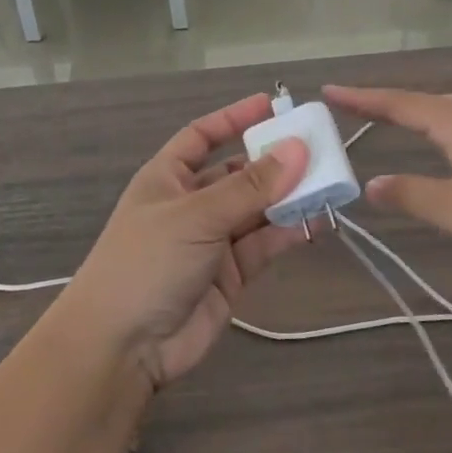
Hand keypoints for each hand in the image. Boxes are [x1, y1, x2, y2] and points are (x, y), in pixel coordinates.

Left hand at [57, 94, 309, 389]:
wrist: (122, 347)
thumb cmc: (147, 263)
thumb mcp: (196, 216)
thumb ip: (249, 187)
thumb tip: (297, 149)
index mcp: (167, 178)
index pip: (202, 136)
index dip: (233, 118)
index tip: (272, 105)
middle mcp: (190, 205)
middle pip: (237, 173)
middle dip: (272, 162)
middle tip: (317, 148)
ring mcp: (211, 241)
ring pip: (256, 210)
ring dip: (287, 197)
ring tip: (328, 182)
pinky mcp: (230, 275)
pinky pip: (263, 244)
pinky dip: (288, 232)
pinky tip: (317, 220)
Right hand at [325, 86, 451, 273]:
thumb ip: (408, 195)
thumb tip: (370, 185)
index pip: (397, 103)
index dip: (361, 98)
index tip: (328, 89)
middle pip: (422, 101)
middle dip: (386, 103)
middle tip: (354, 106)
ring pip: (447, 112)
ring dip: (415, 114)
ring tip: (393, 119)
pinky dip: (439, 129)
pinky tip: (450, 147)